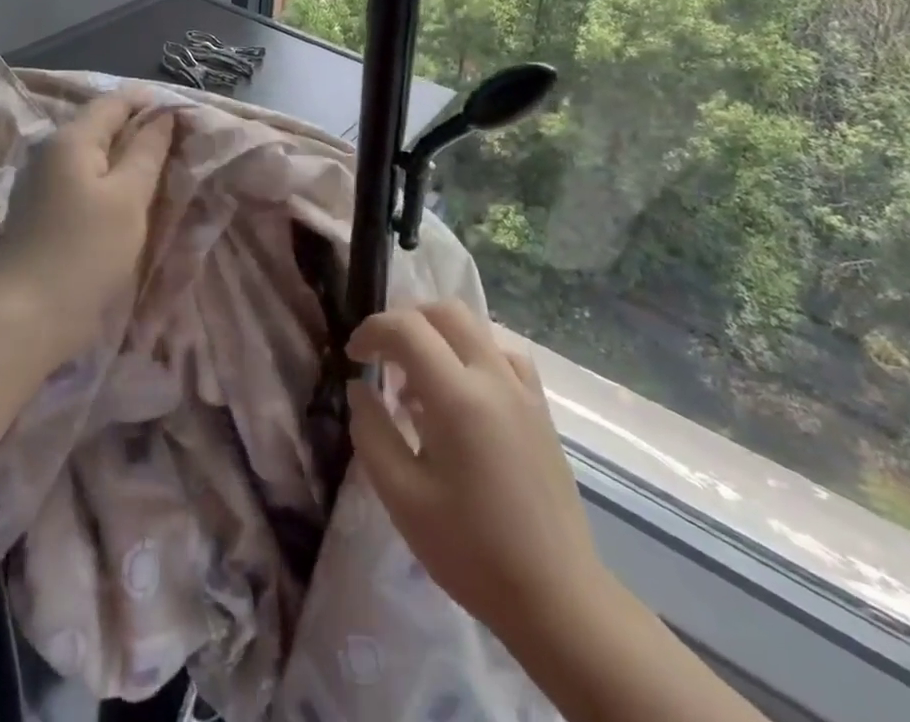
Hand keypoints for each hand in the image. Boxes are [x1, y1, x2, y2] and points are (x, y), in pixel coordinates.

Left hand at [0, 94, 174, 365]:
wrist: (25, 319)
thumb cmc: (85, 252)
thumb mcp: (129, 198)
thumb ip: (148, 150)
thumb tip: (163, 114)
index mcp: (70, 138)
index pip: (117, 101)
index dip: (153, 104)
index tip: (187, 122)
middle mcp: (50, 150)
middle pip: (102, 125)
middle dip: (142, 132)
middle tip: (180, 152)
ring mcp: (40, 181)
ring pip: (93, 154)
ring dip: (126, 159)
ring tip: (160, 177)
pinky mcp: (39, 209)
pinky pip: (81, 179)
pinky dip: (107, 182)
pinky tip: (126, 203)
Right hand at [347, 301, 603, 646]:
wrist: (557, 597)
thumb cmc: (472, 551)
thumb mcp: (403, 498)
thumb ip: (372, 432)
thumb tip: (359, 388)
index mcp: (457, 396)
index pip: (406, 328)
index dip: (371, 331)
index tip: (353, 357)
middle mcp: (493, 376)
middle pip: (444, 311)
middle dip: (405, 321)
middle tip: (381, 358)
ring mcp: (522, 389)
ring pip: (475, 327)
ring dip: (438, 335)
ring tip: (418, 382)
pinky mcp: (540, 407)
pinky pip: (502, 354)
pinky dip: (473, 354)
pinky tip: (463, 393)